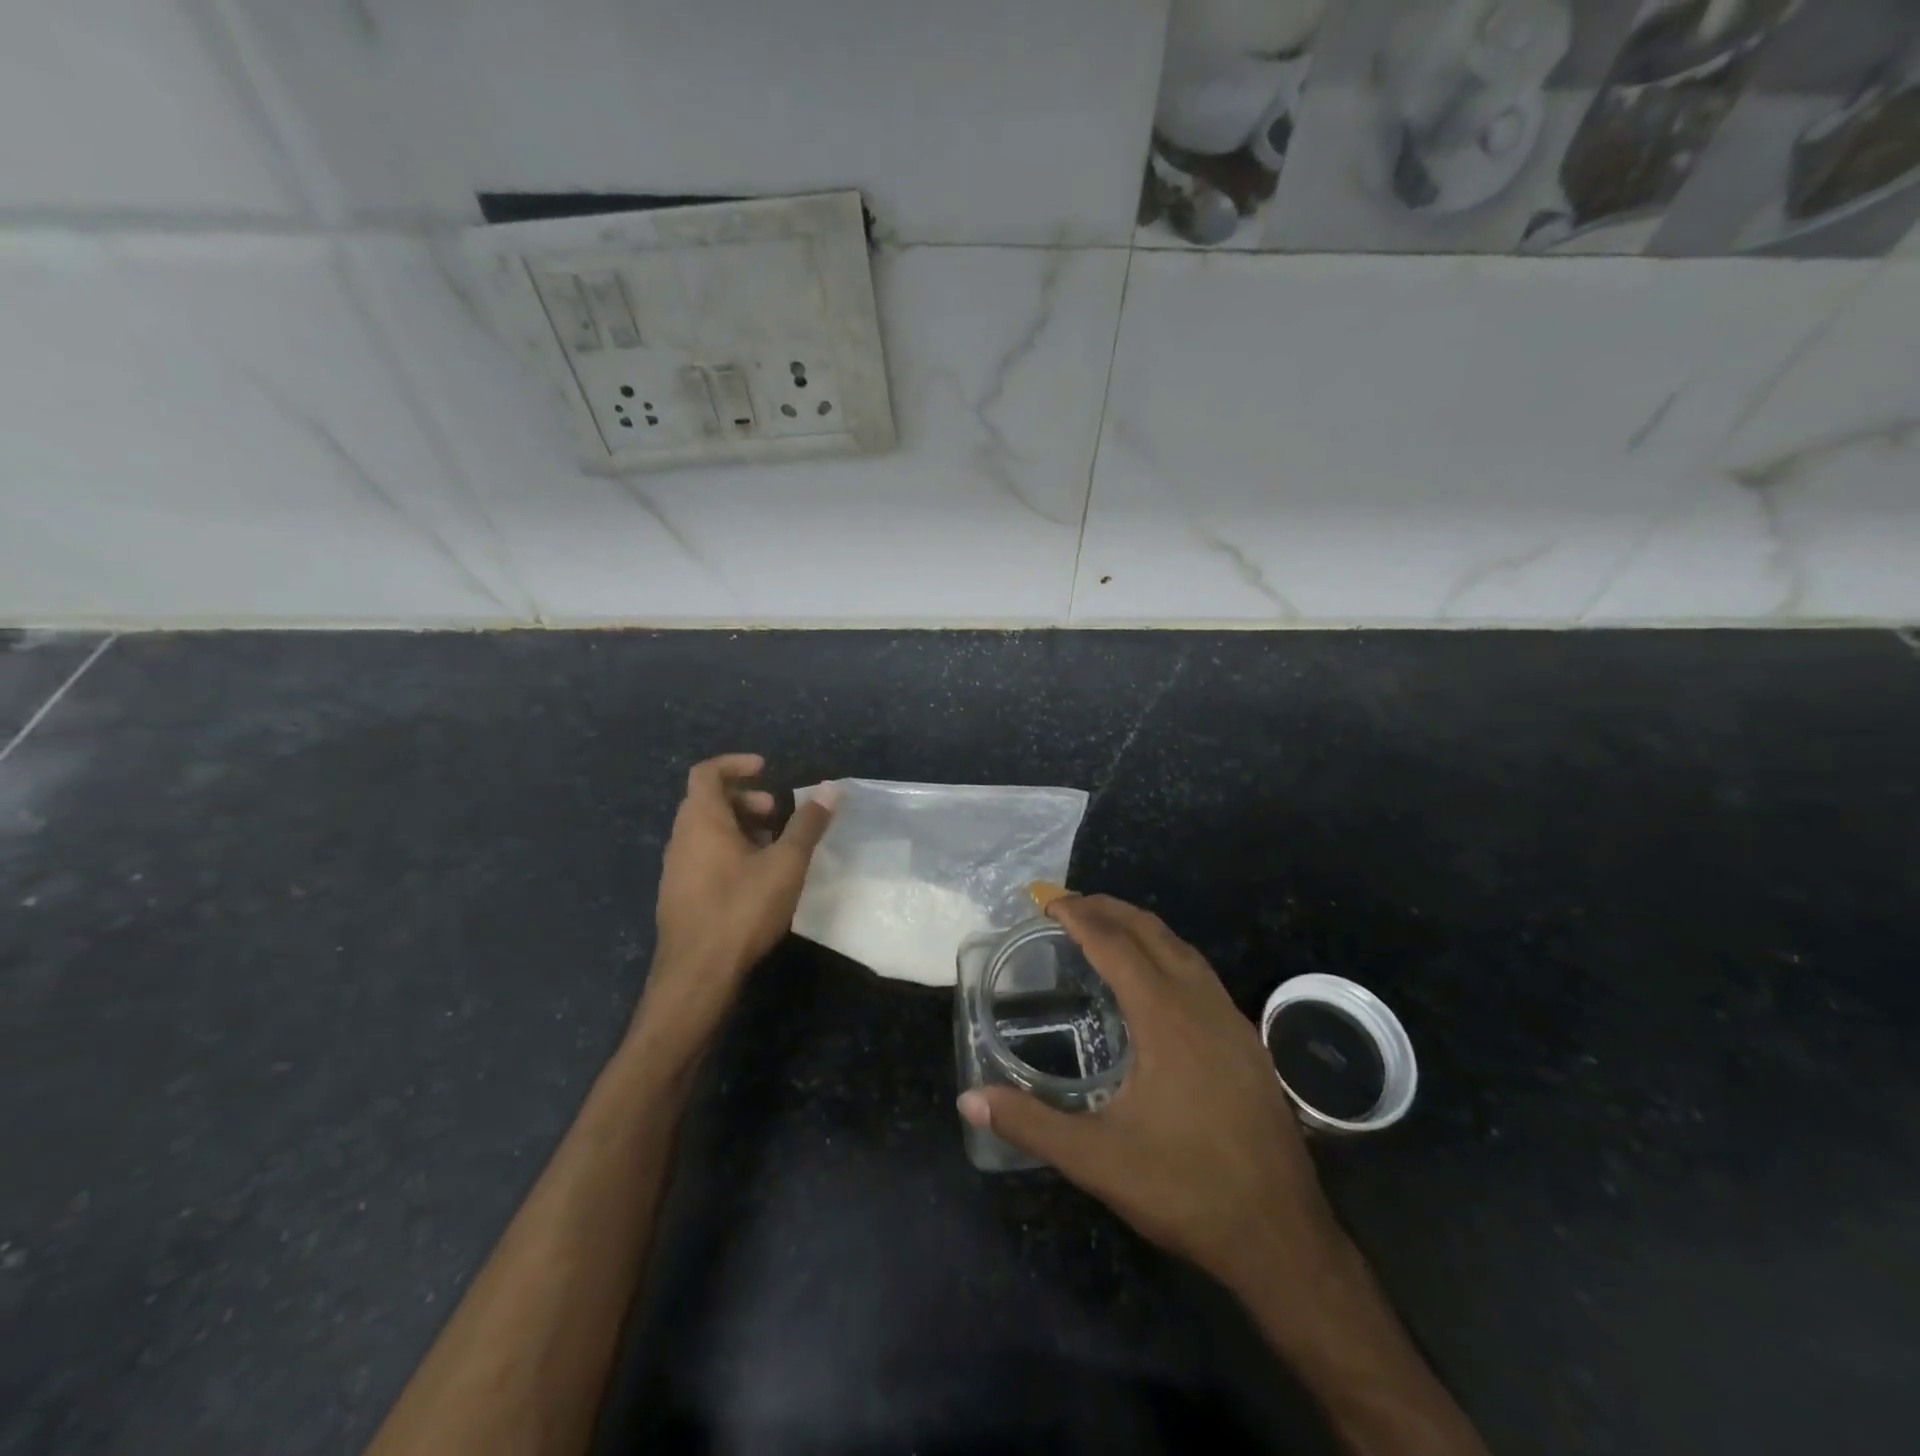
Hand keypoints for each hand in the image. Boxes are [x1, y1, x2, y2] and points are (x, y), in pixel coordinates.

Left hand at [635, 754, 833, 1060]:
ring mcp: (676, 869)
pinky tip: (758, 879)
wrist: (697, 975)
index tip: (766, 769)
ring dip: (740, 827)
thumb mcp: (786, 864)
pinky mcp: (680, 895)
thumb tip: (831, 789)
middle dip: (746, 799)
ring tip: (775, 847)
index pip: (707, 773)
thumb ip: (808, 824)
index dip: (735, 764)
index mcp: (701, 821)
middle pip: (708, 801)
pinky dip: (730, 851)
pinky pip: (704, 856)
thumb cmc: (741, 909)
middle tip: (778, 812)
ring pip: (707, 831)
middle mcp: (681, 838)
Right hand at [958, 894, 1343, 1295]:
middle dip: (1109, 909)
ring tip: (1106, 928)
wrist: (1280, 1235)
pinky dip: (1168, 954)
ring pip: (1183, 949)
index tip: (1048, 903)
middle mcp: (1201, 1004)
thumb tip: (969, 1099)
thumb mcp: (1096, 1159)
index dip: (1080, 917)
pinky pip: (1201, 974)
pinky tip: (1154, 982)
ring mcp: (1232, 1020)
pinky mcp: (1248, 1042)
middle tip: (1068, 904)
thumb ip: (1030, 1124)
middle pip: (1152, 932)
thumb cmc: (1184, 1187)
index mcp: (1165, 1018)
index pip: (1116, 945)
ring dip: (1141, 928)